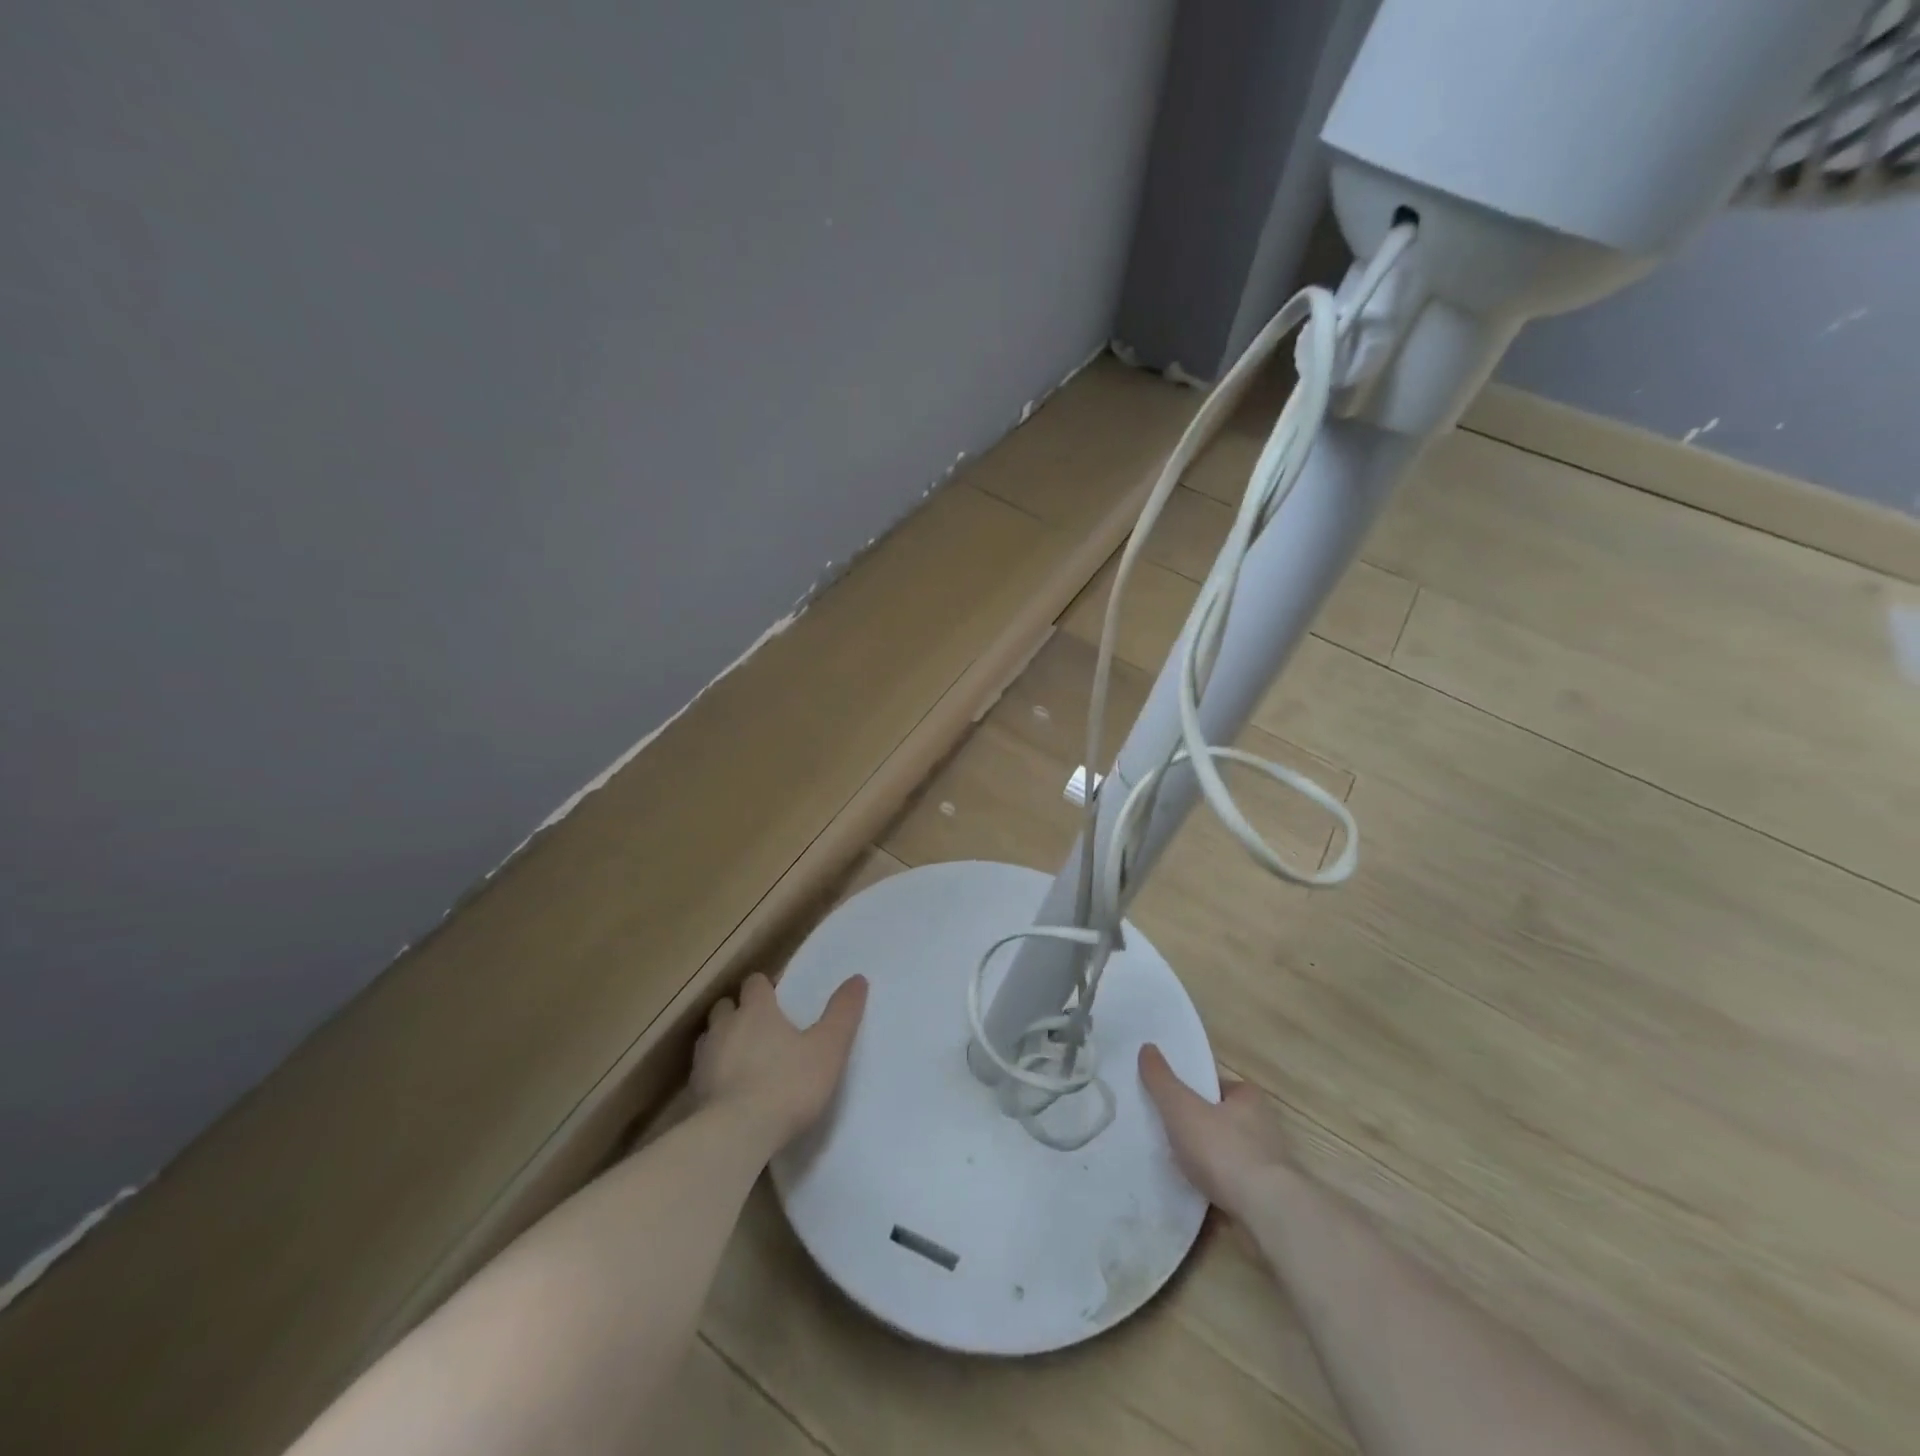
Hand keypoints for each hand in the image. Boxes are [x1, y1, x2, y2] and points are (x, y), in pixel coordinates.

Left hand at [692, 971, 867, 1155]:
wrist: (735, 1136)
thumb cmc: (787, 1084)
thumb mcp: (828, 1048)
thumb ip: (842, 1013)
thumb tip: (858, 979)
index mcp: (756, 1011)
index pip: (755, 983)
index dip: (764, 987)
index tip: (777, 997)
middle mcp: (725, 1027)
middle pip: (726, 1006)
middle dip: (739, 1011)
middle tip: (759, 1027)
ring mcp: (704, 1060)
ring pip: (710, 1038)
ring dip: (723, 1042)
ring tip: (742, 1059)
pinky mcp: (693, 1093)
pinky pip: (702, 1073)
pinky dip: (714, 1075)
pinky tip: (728, 1092)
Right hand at [1139, 1044, 1291, 1220]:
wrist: (1267, 1214)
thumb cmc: (1224, 1149)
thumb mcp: (1182, 1108)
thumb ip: (1162, 1080)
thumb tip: (1147, 1047)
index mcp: (1249, 1098)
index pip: (1217, 1085)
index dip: (1194, 1090)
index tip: (1171, 1101)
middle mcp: (1264, 1127)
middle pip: (1222, 1120)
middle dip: (1199, 1127)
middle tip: (1167, 1133)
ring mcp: (1268, 1166)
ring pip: (1228, 1155)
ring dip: (1207, 1161)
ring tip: (1176, 1167)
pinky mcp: (1267, 1199)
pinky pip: (1233, 1187)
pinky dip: (1215, 1189)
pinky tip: (1194, 1195)